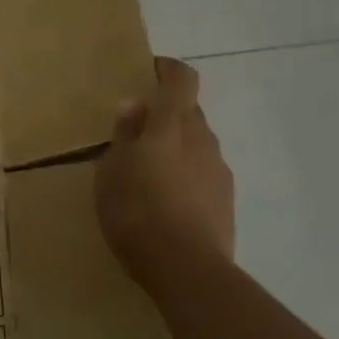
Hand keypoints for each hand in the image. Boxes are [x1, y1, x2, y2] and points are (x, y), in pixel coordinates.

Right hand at [95, 57, 235, 284]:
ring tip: (149, 172)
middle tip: (136, 132)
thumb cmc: (136, 209)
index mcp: (171, 124)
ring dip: (177, 147)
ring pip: (197, 144)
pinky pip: (204, 173)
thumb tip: (133, 106)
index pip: (181, 79)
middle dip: (166, 114)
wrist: (186, 269)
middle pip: (189, 112)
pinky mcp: (226, 201)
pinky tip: (166, 201)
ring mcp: (219, 170)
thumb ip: (124, 134)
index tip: (148, 72)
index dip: (167, 70)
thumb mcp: (111, 169)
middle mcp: (202, 139)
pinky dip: (186, 176)